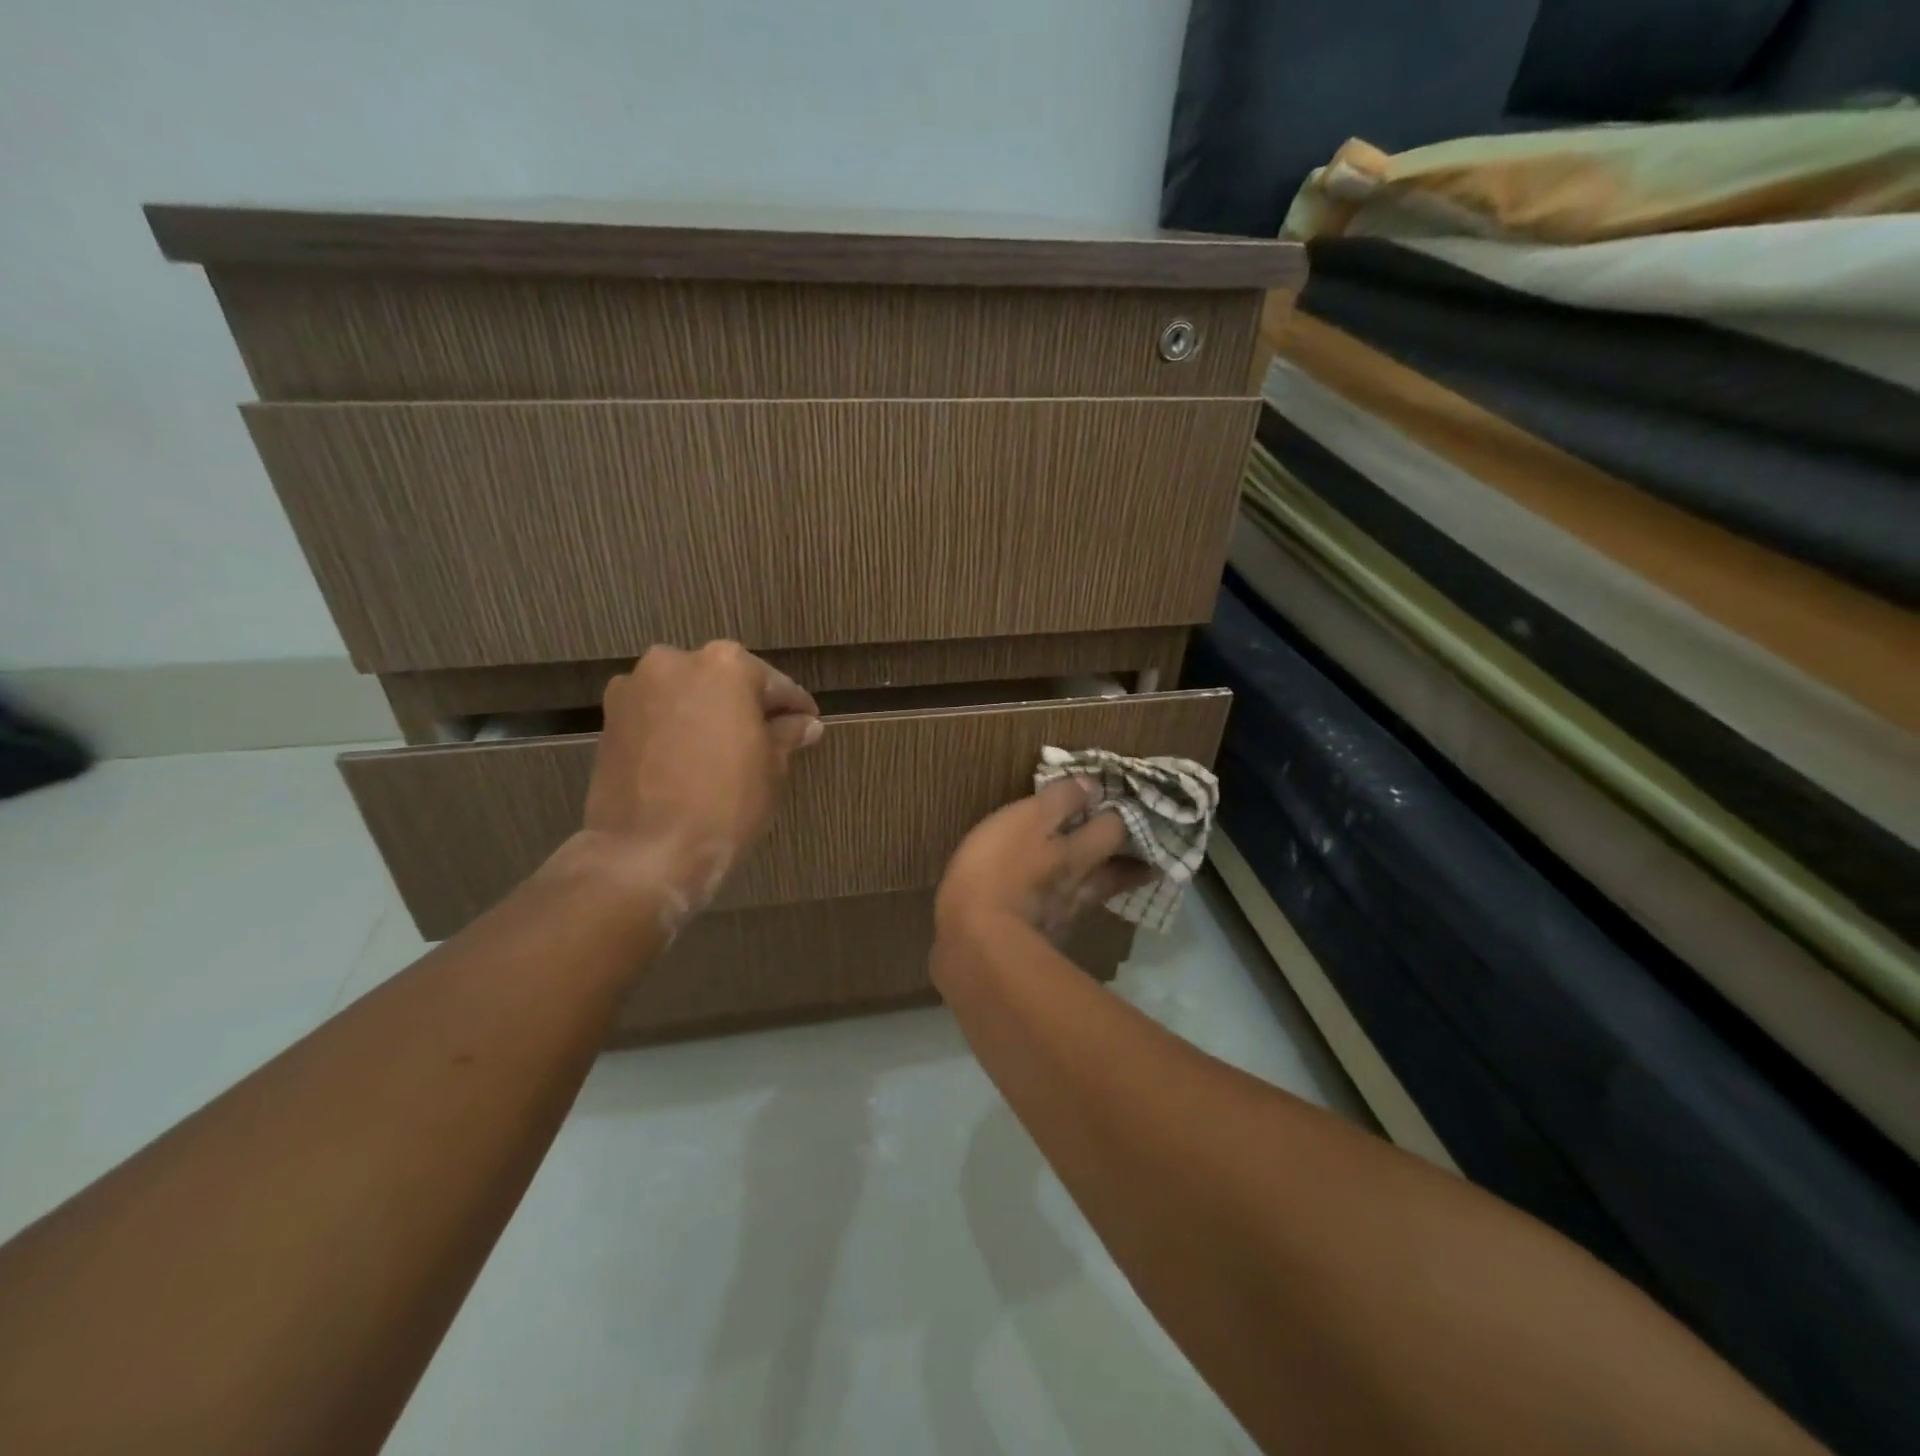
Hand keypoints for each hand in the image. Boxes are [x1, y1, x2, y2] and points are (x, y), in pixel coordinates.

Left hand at [555, 642, 820, 921]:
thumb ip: (787, 735)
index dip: (795, 707)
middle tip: (768, 736)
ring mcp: (637, 686)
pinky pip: (657, 713)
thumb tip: (805, 724)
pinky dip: (676, 727)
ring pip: (687, 693)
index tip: (808, 722)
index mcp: (727, 665)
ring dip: (707, 713)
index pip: (775, 685)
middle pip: (725, 680)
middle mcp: (678, 661)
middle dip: (747, 706)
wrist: (647, 850)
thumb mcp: (771, 768)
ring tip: (725, 748)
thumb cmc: (725, 803)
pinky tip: (690, 756)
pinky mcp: (610, 716)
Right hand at [935, 777, 1150, 943]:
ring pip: (1094, 897)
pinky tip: (1058, 908)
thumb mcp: (1025, 821)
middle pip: (1117, 872)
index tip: (1129, 806)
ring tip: (1110, 877)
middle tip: (1143, 851)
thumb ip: (1058, 801)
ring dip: (1105, 885)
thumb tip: (1092, 785)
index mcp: (1077, 852)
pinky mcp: (1042, 944)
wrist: (976, 946)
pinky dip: (1066, 909)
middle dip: (1131, 860)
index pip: (1114, 829)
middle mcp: (1081, 886)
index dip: (1122, 816)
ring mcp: (1064, 919)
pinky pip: (1064, 919)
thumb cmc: (996, 871)